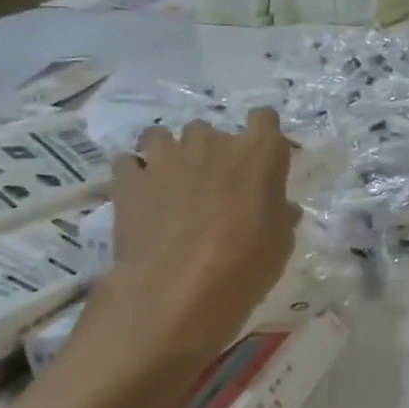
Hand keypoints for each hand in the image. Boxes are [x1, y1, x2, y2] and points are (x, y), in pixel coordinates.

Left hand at [101, 109, 300, 362]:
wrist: (176, 289)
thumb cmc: (246, 263)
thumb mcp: (280, 242)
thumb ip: (279, 214)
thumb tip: (280, 208)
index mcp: (259, 153)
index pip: (265, 118)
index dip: (262, 134)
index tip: (261, 157)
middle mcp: (213, 143)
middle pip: (211, 129)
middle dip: (212, 150)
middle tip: (214, 184)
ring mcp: (166, 157)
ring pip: (161, 136)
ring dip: (168, 154)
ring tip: (171, 182)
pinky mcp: (128, 179)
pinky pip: (128, 162)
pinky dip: (135, 175)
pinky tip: (141, 196)